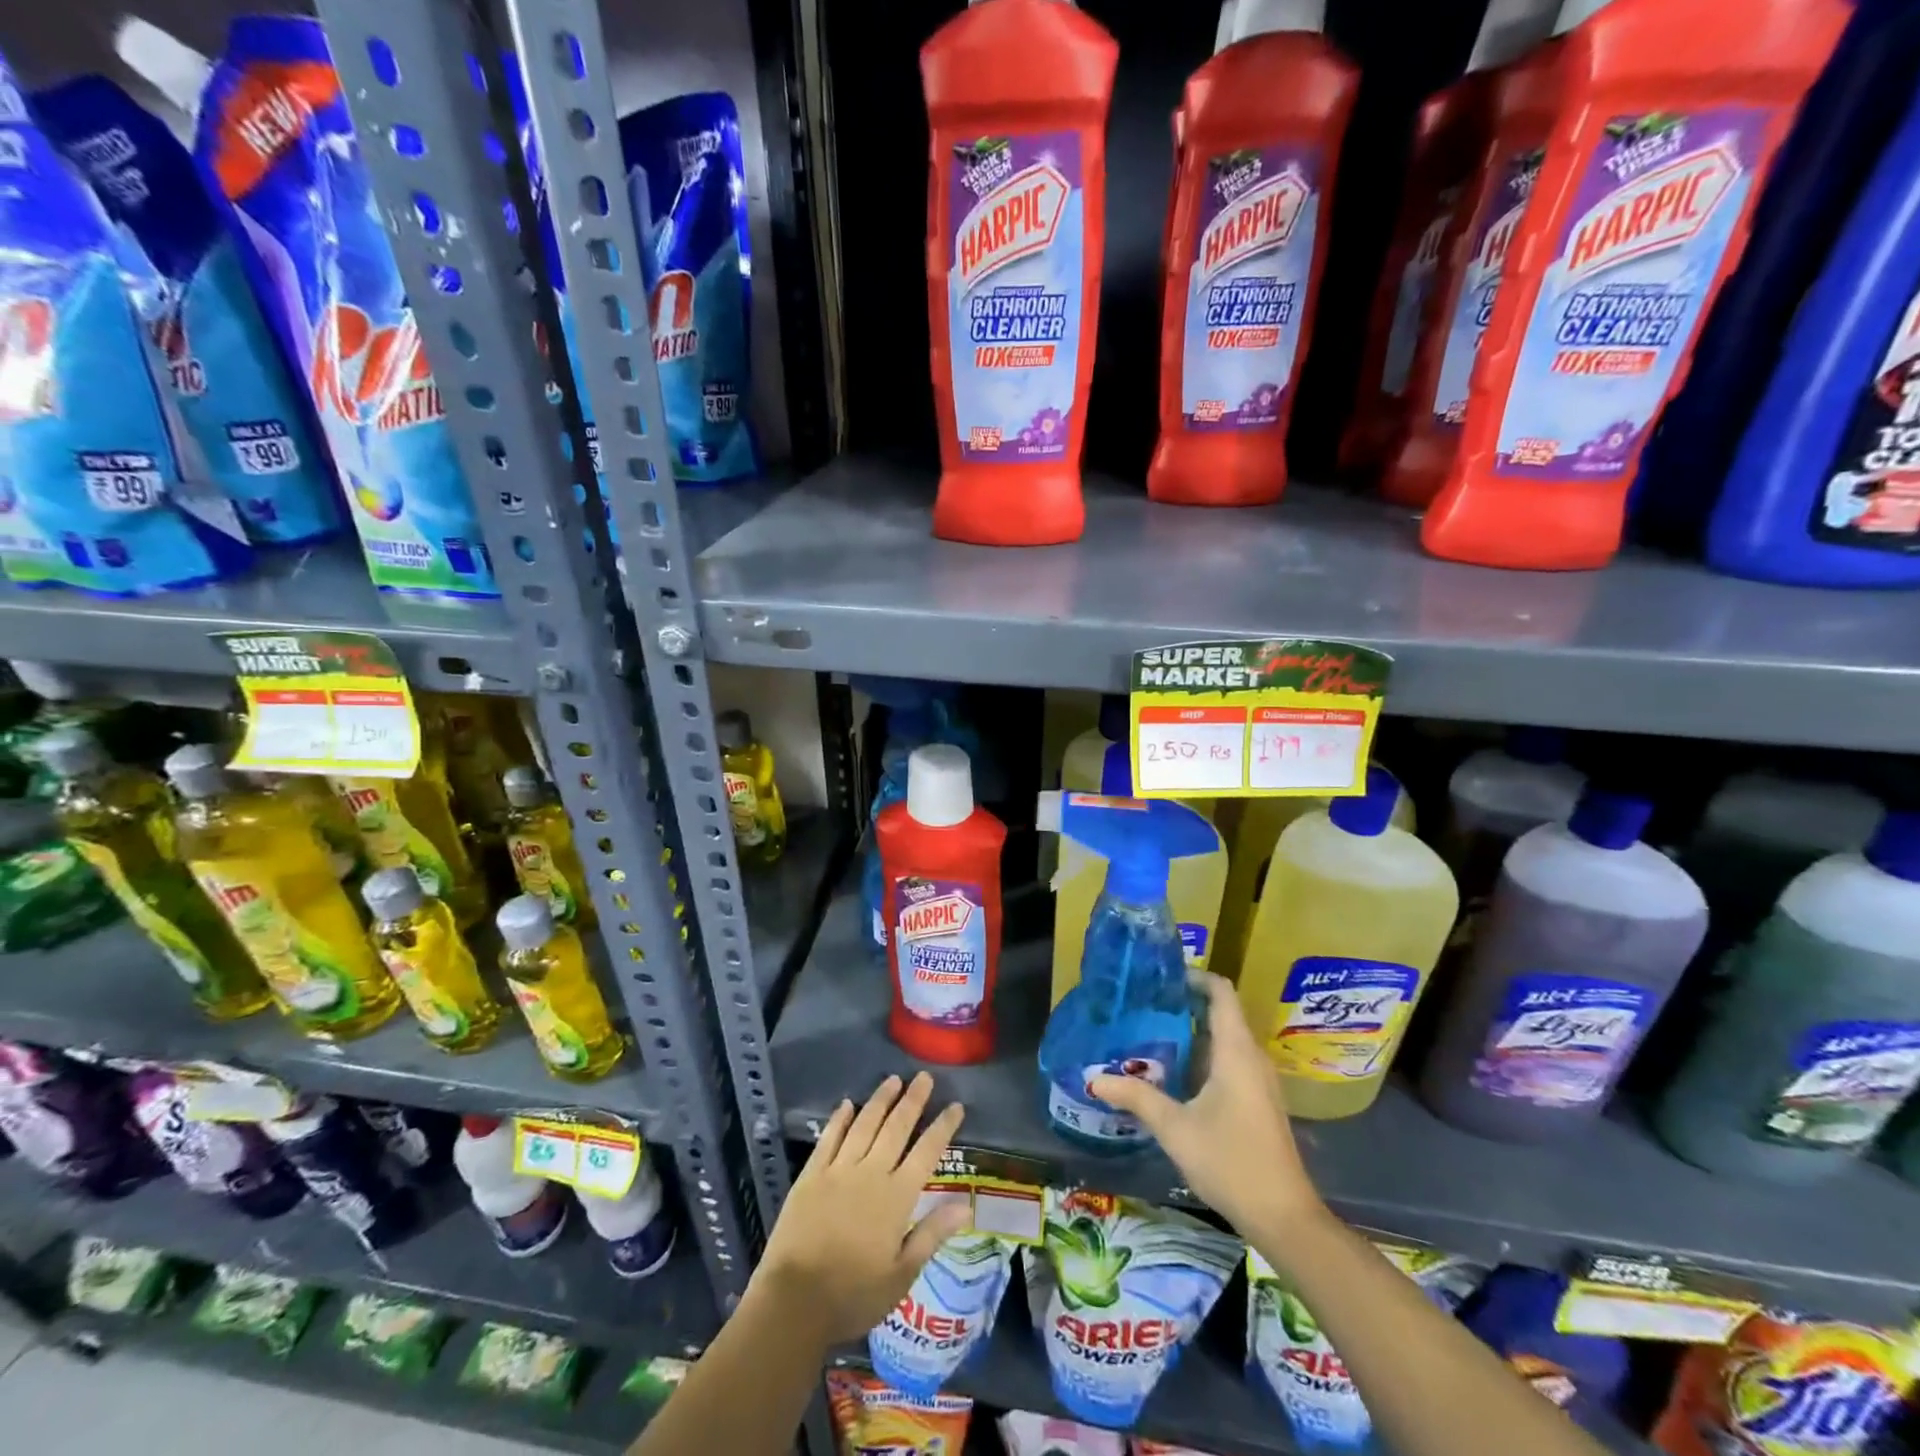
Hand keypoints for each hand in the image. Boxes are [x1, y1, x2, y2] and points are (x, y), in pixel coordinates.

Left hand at [750, 1072, 969, 1345]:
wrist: (794, 1303)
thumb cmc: (853, 1296)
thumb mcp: (901, 1275)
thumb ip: (931, 1234)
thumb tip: (966, 1205)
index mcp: (896, 1198)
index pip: (926, 1152)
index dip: (942, 1127)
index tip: (955, 1105)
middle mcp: (870, 1173)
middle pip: (896, 1128)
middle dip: (913, 1100)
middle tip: (924, 1076)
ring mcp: (838, 1170)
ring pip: (865, 1124)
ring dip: (881, 1100)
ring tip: (893, 1079)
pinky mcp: (811, 1175)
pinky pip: (830, 1138)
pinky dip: (840, 1119)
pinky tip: (848, 1104)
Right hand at [1091, 971, 1324, 1234]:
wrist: (1284, 1217)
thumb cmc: (1231, 1161)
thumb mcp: (1175, 1128)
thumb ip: (1136, 1097)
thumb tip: (1094, 1078)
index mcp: (1235, 1051)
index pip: (1221, 991)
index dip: (1194, 976)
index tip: (1160, 976)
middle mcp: (1251, 1056)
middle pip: (1220, 1012)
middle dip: (1183, 1003)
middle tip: (1143, 1004)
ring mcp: (1258, 1080)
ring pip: (1224, 1038)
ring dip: (1191, 1031)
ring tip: (1150, 1032)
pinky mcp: (1258, 1100)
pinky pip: (1229, 1060)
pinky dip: (1202, 1054)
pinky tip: (1173, 1072)